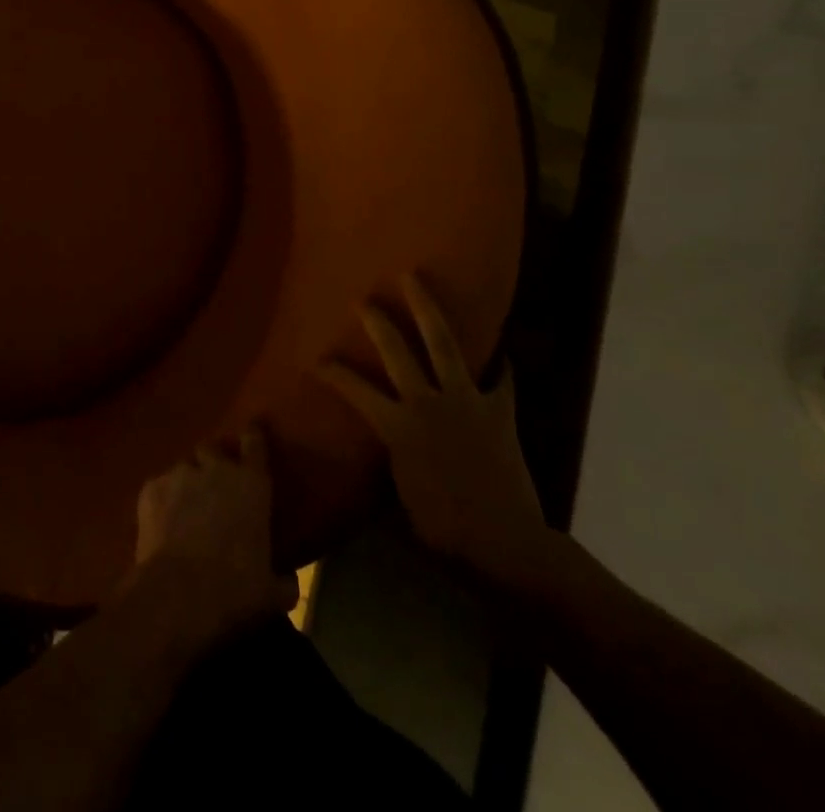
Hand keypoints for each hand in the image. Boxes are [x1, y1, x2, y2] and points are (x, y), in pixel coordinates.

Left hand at [127, 428, 296, 640]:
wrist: (178, 594)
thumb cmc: (235, 589)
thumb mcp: (271, 593)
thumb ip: (283, 580)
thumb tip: (288, 581)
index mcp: (251, 484)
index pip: (254, 444)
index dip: (253, 435)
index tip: (253, 429)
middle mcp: (215, 469)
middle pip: (212, 448)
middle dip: (213, 460)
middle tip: (214, 482)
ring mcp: (179, 475)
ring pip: (184, 467)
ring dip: (187, 482)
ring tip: (185, 507)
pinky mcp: (150, 488)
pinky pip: (159, 487)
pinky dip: (162, 500)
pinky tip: (162, 523)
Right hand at [320, 272, 553, 589]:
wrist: (506, 544)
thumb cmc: (445, 530)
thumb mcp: (404, 497)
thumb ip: (393, 461)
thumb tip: (386, 449)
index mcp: (398, 425)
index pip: (356, 390)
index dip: (334, 373)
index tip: (318, 360)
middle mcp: (427, 401)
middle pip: (397, 351)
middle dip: (378, 323)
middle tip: (365, 300)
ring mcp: (467, 401)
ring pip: (443, 344)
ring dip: (427, 310)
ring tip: (415, 280)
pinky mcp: (500, 412)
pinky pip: (501, 381)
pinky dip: (500, 365)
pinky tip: (501, 350)